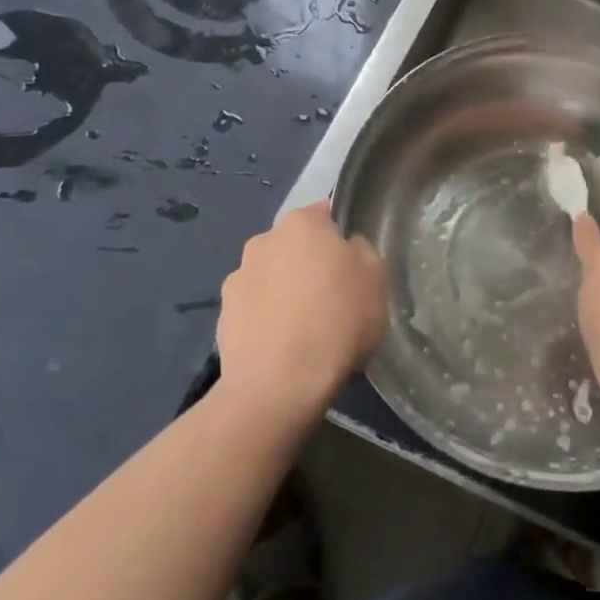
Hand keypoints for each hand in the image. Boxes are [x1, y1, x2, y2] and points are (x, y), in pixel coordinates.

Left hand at [217, 202, 387, 428]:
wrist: (278, 386)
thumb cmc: (337, 322)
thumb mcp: (376, 280)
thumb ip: (363, 253)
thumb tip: (347, 249)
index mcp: (302, 223)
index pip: (327, 213)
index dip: (343, 237)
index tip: (354, 266)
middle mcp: (263, 240)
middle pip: (297, 245)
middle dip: (312, 264)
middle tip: (334, 299)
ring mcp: (237, 277)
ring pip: (273, 276)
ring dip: (286, 291)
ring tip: (306, 330)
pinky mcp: (223, 315)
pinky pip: (255, 308)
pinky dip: (267, 319)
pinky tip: (283, 347)